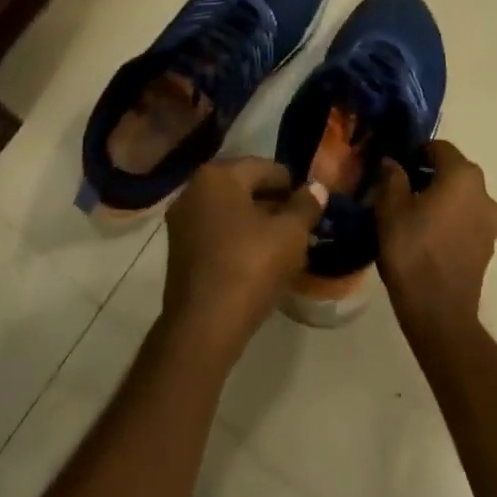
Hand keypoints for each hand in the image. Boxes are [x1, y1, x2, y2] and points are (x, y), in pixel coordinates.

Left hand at [162, 157, 327, 356]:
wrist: (202, 329)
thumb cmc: (249, 269)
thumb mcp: (290, 235)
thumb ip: (305, 206)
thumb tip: (317, 187)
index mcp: (218, 174)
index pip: (264, 167)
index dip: (291, 186)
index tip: (309, 208)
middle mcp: (194, 188)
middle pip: (244, 187)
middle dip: (272, 204)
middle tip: (298, 227)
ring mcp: (182, 220)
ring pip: (229, 211)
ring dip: (255, 223)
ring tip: (281, 246)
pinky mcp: (178, 250)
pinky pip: (215, 232)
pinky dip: (236, 239)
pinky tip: (256, 261)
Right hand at [375, 140, 496, 337]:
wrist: (439, 314)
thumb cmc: (413, 251)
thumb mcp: (390, 207)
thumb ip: (392, 176)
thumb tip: (393, 162)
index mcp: (462, 176)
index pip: (438, 148)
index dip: (415, 153)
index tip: (396, 167)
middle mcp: (484, 193)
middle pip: (453, 171)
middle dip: (429, 174)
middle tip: (402, 189)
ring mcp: (491, 222)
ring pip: (462, 196)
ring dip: (442, 197)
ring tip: (414, 214)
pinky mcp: (489, 247)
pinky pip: (468, 219)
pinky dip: (451, 219)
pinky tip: (429, 234)